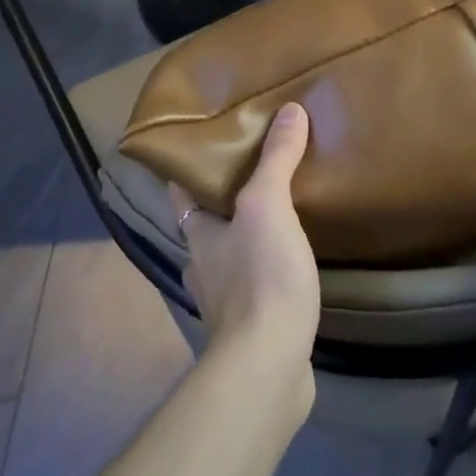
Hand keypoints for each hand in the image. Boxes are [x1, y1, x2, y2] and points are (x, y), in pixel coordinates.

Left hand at [169, 103, 320, 376]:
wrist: (267, 365)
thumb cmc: (260, 277)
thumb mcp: (268, 207)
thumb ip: (277, 160)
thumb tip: (290, 110)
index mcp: (198, 235)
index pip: (182, 194)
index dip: (188, 171)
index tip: (205, 147)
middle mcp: (203, 267)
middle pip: (208, 227)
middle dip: (226, 205)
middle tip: (258, 174)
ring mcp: (224, 303)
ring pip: (231, 259)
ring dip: (248, 241)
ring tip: (281, 217)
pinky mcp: (250, 330)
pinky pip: (257, 290)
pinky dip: (269, 274)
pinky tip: (293, 268)